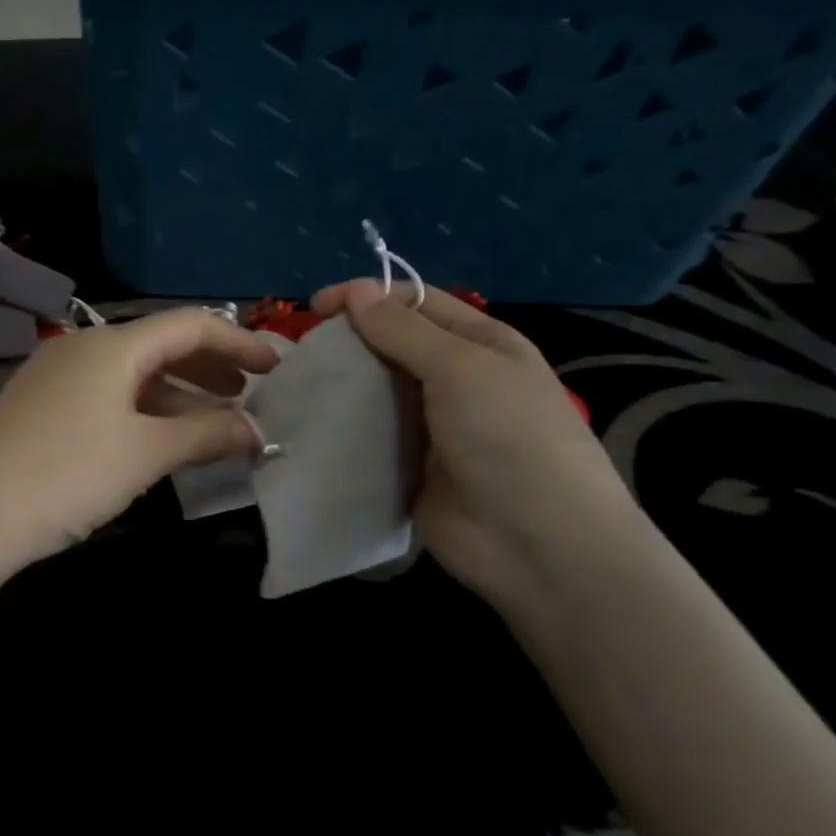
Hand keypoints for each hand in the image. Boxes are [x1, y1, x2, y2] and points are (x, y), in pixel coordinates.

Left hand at [0, 309, 281, 582]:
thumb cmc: (66, 473)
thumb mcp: (145, 453)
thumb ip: (207, 435)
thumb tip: (257, 431)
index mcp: (112, 345)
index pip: (190, 325)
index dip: (239, 342)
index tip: (276, 368)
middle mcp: (83, 349)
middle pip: (161, 347)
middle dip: (211, 369)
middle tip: (250, 396)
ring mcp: (57, 379)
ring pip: (134, 377)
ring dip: (180, 396)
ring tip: (216, 425)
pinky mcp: (41, 410)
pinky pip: (108, 400)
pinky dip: (145, 414)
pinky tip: (162, 441)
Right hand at [311, 279, 645, 609]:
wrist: (538, 545)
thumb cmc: (510, 439)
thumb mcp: (462, 369)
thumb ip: (404, 331)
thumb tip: (355, 290)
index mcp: (480, 344)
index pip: (416, 303)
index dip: (367, 297)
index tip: (316, 309)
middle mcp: (455, 379)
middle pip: (390, 346)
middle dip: (348, 342)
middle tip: (302, 354)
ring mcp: (430, 426)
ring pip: (375, 392)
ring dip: (340, 386)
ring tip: (297, 388)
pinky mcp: (408, 466)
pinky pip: (369, 437)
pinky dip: (342, 429)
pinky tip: (309, 426)